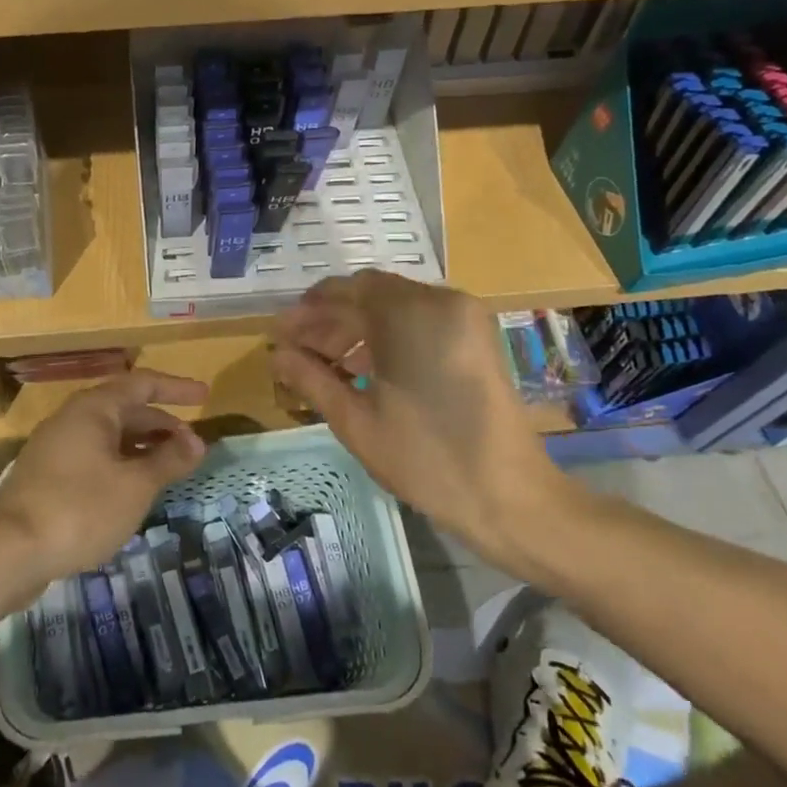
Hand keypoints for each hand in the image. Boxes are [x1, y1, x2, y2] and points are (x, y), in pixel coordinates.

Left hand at [0, 370, 208, 583]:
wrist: (8, 551)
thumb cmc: (80, 508)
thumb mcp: (135, 485)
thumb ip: (168, 460)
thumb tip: (197, 441)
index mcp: (93, 409)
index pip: (142, 384)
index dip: (176, 388)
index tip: (204, 397)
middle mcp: (72, 419)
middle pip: (125, 410)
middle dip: (161, 424)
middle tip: (192, 445)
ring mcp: (55, 448)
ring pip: (108, 437)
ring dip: (142, 447)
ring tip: (169, 468)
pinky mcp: (47, 478)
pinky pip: (94, 458)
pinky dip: (121, 465)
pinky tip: (133, 491)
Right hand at [270, 271, 566, 568]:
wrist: (510, 497)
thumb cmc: (426, 458)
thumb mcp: (355, 419)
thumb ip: (310, 377)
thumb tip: (276, 354)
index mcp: (411, 313)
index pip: (347, 289)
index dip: (308, 310)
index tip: (279, 333)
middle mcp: (441, 302)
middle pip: (371, 295)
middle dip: (329, 320)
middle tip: (294, 349)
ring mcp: (464, 319)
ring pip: (395, 309)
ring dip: (356, 330)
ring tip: (321, 363)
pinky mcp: (475, 340)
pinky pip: (419, 324)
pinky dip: (387, 338)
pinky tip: (360, 369)